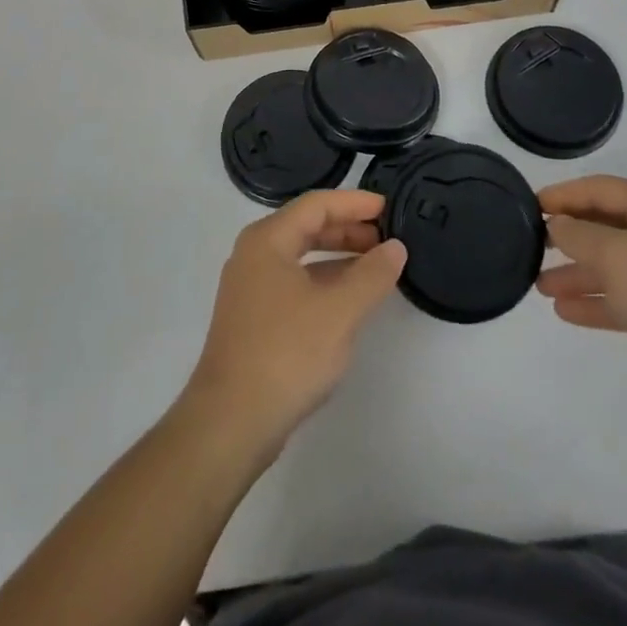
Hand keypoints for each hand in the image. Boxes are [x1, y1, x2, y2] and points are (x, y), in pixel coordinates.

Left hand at [183, 190, 405, 454]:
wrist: (230, 423)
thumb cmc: (285, 354)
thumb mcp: (339, 312)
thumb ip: (372, 275)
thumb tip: (396, 247)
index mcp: (268, 240)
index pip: (316, 204)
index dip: (354, 202)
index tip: (388, 207)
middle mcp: (254, 255)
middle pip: (307, 227)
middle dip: (348, 229)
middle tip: (386, 237)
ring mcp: (251, 288)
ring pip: (301, 257)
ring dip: (338, 257)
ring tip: (376, 266)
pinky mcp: (253, 319)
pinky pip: (295, 283)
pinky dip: (324, 282)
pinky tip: (349, 300)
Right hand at [538, 175, 626, 434]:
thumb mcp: (619, 255)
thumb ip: (580, 236)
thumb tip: (557, 224)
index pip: (601, 189)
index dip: (564, 195)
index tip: (529, 206)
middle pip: (608, 227)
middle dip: (569, 237)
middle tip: (532, 246)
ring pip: (615, 267)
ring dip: (578, 274)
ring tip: (540, 286)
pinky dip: (597, 303)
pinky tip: (566, 313)